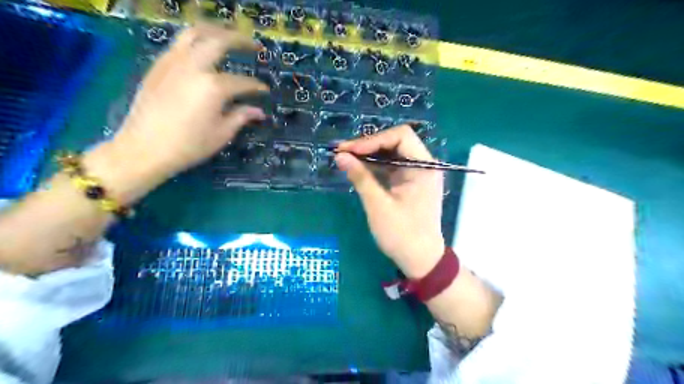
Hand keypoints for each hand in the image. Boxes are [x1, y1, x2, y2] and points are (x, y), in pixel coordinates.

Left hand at [85, 23, 266, 200]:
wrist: (144, 148)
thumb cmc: (189, 145)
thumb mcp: (222, 133)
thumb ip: (241, 116)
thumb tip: (259, 112)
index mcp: (214, 87)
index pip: (242, 82)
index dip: (257, 86)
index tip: (265, 90)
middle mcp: (194, 67)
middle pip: (219, 41)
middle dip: (240, 40)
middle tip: (254, 46)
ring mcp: (173, 63)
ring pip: (194, 33)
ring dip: (215, 31)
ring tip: (227, 35)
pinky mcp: (158, 66)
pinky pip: (178, 44)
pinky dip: (195, 42)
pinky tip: (202, 52)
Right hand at [336, 127, 443, 279]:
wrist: (420, 260)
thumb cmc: (402, 234)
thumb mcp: (378, 205)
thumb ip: (360, 177)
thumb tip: (340, 156)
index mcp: (423, 167)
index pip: (400, 136)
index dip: (373, 139)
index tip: (349, 150)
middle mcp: (424, 165)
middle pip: (396, 142)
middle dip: (369, 145)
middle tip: (343, 153)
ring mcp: (418, 174)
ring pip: (392, 153)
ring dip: (370, 155)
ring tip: (346, 159)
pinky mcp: (411, 183)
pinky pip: (392, 167)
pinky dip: (375, 166)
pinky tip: (358, 169)